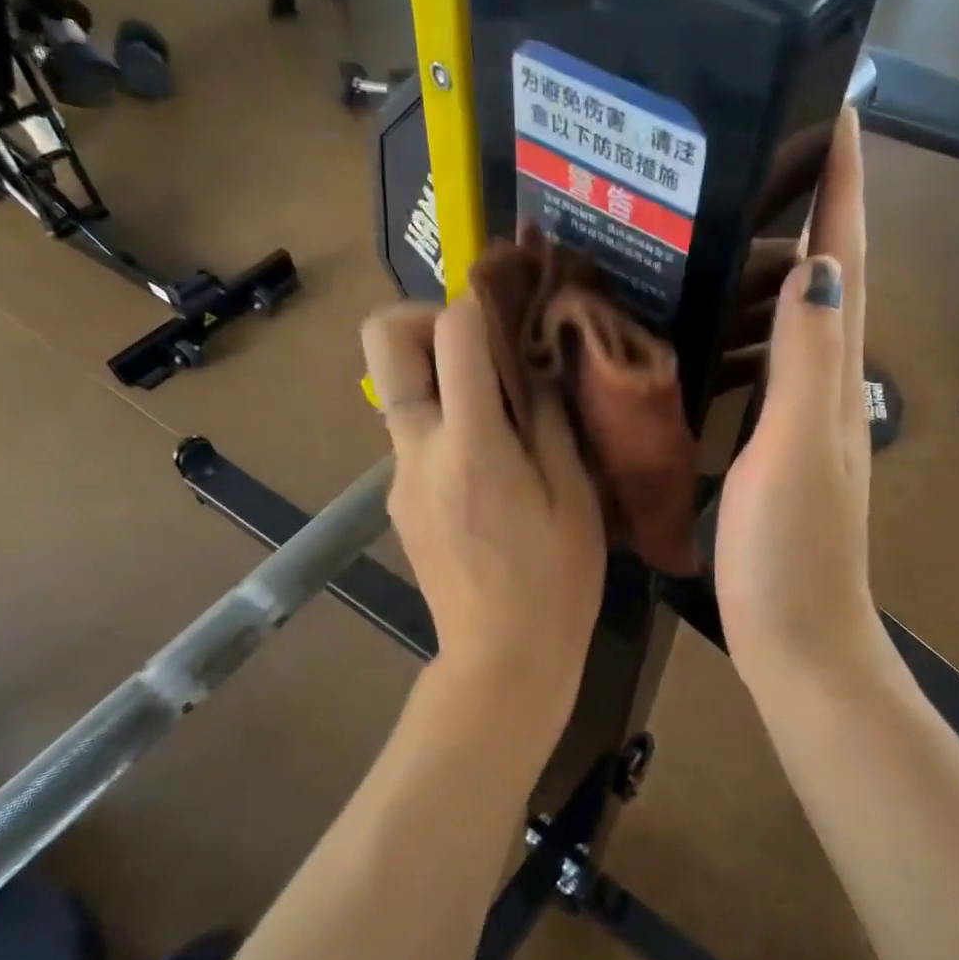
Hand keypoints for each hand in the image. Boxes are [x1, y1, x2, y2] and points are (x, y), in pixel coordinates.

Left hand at [362, 296, 606, 707]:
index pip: (453, 332)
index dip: (482, 300)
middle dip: (425, 317)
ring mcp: (398, 476)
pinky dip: (443, 422)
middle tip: (479, 345)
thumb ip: (550, 419)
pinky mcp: (397, 500)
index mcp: (472, 446)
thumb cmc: (557, 581)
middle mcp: (418, 449)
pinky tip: (489, 462)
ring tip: (501, 412)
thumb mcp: (575, 496)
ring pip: (398, 389)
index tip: (514, 304)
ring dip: (440, 376)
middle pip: (383, 340)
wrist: (502, 659)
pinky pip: (412, 434)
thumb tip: (535, 364)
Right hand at [716, 108, 885, 690]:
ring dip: (774, 262)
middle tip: (767, 147)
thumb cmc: (792, 548)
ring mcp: (798, 416)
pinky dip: (743, 328)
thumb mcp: (797, 447)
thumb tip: (816, 261)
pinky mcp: (769, 445)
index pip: (844, 261)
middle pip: (825, 277)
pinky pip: (760, 365)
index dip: (845, 187)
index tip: (838, 109)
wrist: (795, 634)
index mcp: (835, 375)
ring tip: (726, 215)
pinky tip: (708, 319)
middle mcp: (825, 384)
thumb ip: (807, 359)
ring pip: (792, 319)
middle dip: (812, 205)